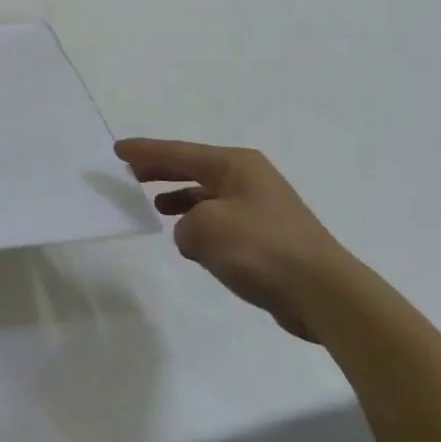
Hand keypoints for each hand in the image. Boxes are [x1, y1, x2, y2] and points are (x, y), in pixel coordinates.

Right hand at [115, 139, 349, 341]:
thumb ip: (183, 225)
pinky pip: (220, 220)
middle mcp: (248, 178)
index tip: (118, 149)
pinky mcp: (267, 236)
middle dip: (161, 170)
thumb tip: (193, 235)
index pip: (179, 152)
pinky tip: (188, 240)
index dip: (146, 151)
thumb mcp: (205, 229)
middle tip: (131, 172)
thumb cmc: (260, 249)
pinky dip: (199, 224)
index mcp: (235, 165)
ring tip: (154, 206)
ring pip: (207, 195)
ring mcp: (260, 207)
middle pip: (193, 168)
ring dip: (180, 198)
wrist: (323, 292)